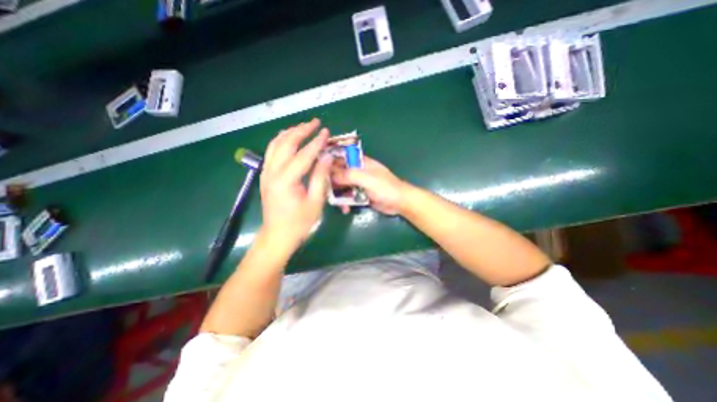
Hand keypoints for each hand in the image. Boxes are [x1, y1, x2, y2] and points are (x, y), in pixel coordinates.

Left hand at [261, 119, 333, 249]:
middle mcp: (272, 172)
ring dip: (290, 133)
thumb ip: (320, 177)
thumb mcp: (315, 202)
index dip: (316, 142)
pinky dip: (281, 141)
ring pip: (275, 144)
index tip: (326, 131)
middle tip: (316, 123)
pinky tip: (289, 139)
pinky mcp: (265, 175)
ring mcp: (266, 173)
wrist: (277, 235)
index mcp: (286, 180)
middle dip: (301, 130)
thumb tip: (327, 157)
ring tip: (304, 127)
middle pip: (286, 143)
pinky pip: (272, 152)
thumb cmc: (299, 222)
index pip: (303, 155)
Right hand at [330, 155, 408, 214]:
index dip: (330, 159)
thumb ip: (349, 175)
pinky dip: (345, 202)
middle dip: (332, 182)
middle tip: (325, 191)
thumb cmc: (386, 187)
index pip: (341, 156)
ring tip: (338, 204)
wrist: (399, 202)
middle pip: (339, 173)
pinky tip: (345, 209)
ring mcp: (358, 184)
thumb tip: (331, 175)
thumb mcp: (367, 179)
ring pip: (342, 186)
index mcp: (360, 162)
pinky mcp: (360, 195)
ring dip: (338, 195)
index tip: (317, 167)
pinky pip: (348, 197)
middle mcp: (358, 171)